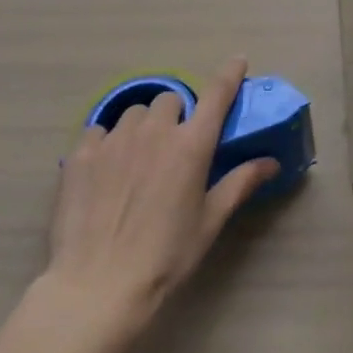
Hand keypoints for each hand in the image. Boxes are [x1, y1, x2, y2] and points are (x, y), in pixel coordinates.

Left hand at [44, 58, 278, 335]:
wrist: (96, 290)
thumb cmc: (164, 259)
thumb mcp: (209, 223)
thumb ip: (240, 184)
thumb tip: (271, 162)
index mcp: (192, 145)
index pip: (217, 93)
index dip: (229, 73)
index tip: (237, 61)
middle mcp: (156, 131)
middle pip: (171, 100)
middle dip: (176, 115)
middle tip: (173, 147)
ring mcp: (116, 140)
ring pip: (135, 113)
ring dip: (142, 127)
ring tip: (137, 159)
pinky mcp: (81, 155)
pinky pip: (99, 131)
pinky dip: (106, 142)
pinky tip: (105, 171)